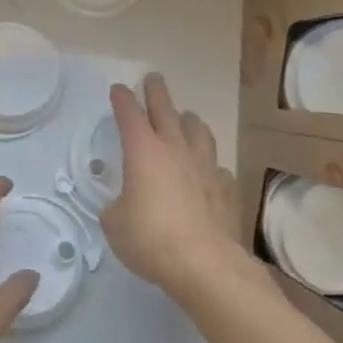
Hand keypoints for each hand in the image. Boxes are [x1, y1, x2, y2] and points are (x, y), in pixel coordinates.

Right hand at [101, 74, 248, 303]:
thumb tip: (123, 205)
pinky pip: (217, 167)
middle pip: (166, 110)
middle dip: (157, 92)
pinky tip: (208, 172)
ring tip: (185, 118)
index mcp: (143, 152)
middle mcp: (176, 149)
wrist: (205, 263)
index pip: (130, 115)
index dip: (122, 100)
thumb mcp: (115, 225)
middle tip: (153, 78)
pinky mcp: (227, 188)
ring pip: (198, 131)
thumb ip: (116, 208)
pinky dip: (208, 164)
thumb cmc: (150, 238)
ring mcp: (206, 166)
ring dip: (188, 121)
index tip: (119, 89)